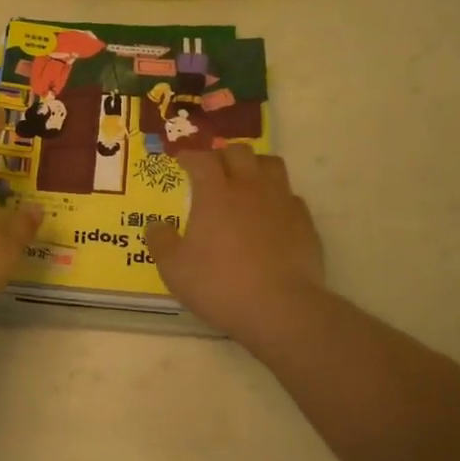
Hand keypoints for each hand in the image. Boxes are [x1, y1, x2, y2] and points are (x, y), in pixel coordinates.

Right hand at [145, 145, 325, 344]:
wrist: (281, 308)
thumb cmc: (220, 285)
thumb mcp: (175, 270)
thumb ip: (161, 242)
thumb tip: (155, 226)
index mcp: (215, 194)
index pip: (202, 159)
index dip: (189, 156)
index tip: (181, 161)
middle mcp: (249, 188)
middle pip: (239, 151)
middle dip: (222, 154)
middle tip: (213, 169)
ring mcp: (281, 202)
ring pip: (270, 164)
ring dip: (254, 165)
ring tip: (245, 180)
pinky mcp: (304, 221)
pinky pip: (290, 195)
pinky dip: (276, 196)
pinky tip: (270, 214)